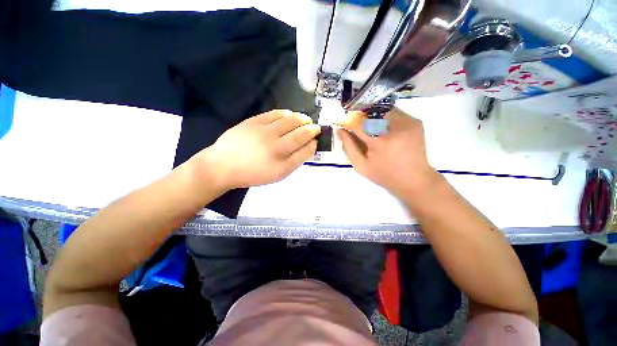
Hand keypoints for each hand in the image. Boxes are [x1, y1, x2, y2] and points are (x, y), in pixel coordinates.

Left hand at [197, 110, 319, 189]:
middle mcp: (276, 146)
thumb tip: (308, 146)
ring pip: (290, 121)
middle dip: (312, 129)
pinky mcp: (254, 121)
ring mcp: (264, 131)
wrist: (224, 165)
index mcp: (282, 163)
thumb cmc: (254, 173)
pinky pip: (274, 114)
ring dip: (301, 119)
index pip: (305, 150)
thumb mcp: (278, 174)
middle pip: (300, 133)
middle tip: (315, 127)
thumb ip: (295, 161)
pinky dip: (286, 113)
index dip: (313, 143)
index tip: (316, 140)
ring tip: (305, 120)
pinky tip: (290, 115)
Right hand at [337, 108, 437, 197]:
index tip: (340, 121)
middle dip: (359, 116)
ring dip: (372, 115)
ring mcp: (408, 122)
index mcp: (380, 141)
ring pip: (382, 109)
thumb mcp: (361, 166)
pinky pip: (394, 112)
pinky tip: (383, 129)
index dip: (346, 121)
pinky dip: (384, 117)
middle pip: (371, 112)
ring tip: (369, 126)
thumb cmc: (384, 175)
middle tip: (354, 124)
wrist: (415, 179)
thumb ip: (349, 147)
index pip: (358, 123)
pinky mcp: (415, 121)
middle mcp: (395, 127)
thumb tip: (340, 129)